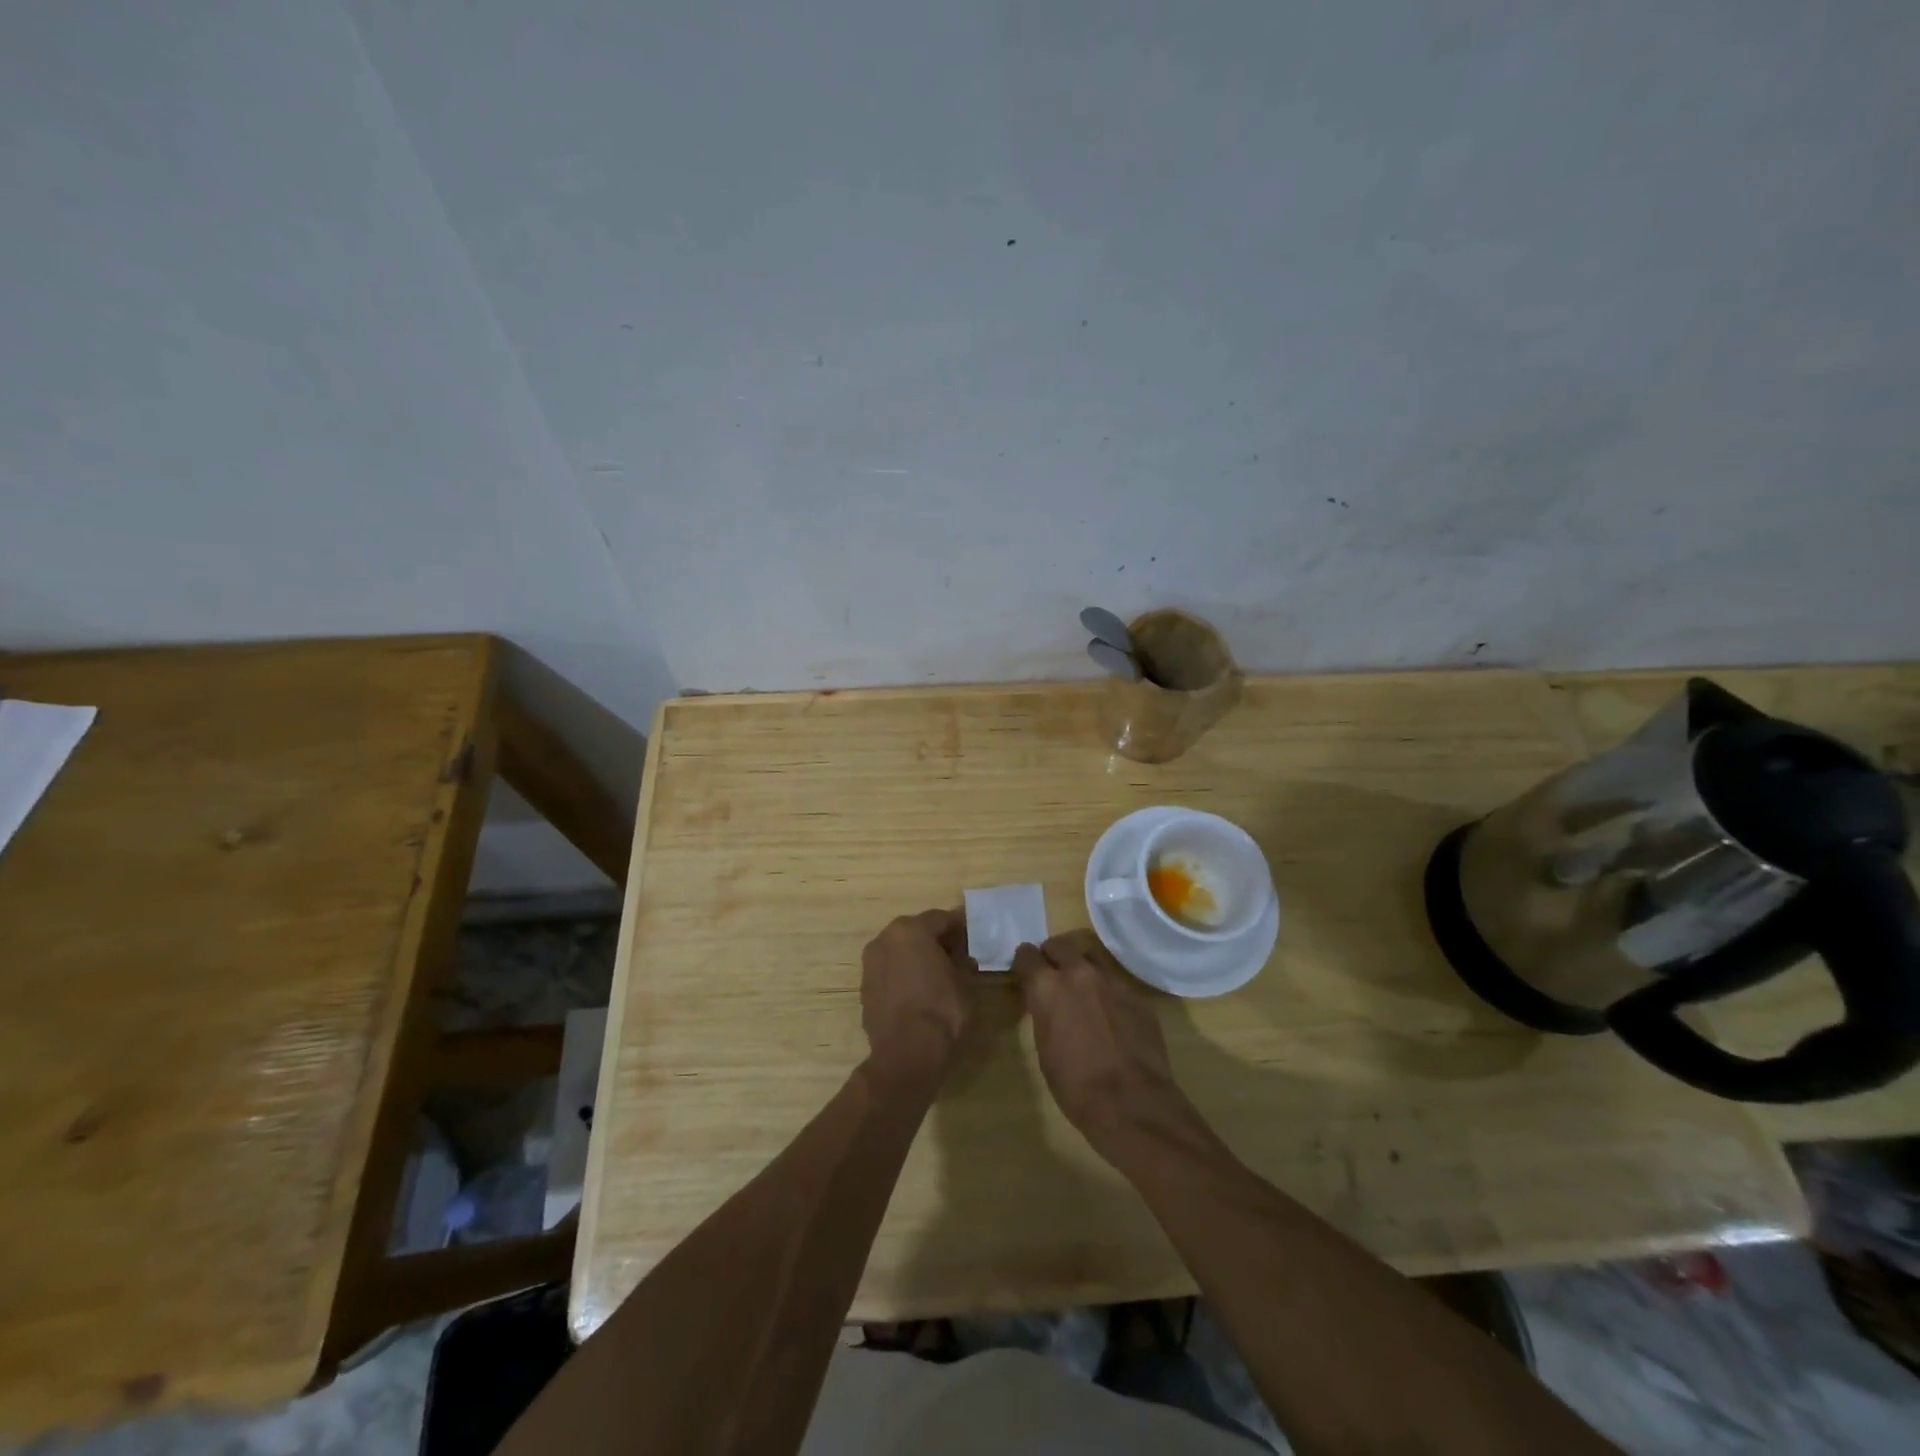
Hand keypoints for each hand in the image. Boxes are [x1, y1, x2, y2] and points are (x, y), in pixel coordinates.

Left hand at [861, 909, 977, 1085]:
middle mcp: (885, 939)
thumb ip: (964, 962)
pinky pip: (890, 971)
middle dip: (936, 939)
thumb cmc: (942, 1009)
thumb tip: (963, 958)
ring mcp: (870, 964)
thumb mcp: (965, 983)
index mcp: (911, 930)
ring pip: (900, 951)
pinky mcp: (865, 988)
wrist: (906, 1054)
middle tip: (957, 952)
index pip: (940, 918)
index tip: (972, 933)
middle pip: (916, 931)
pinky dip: (904, 974)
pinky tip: (920, 989)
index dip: (959, 926)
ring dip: (918, 957)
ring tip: (939, 972)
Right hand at [1012, 932, 1194, 1157]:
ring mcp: (1111, 981)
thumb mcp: (1044, 1049)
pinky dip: (1106, 990)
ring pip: (1090, 957)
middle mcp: (1078, 973)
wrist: (1131, 1102)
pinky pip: (1115, 982)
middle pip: (1060, 945)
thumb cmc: (1075, 1085)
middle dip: (1053, 956)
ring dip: (1081, 967)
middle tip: (1052, 976)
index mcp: (1047, 987)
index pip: (1027, 955)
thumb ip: (1044, 1014)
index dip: (1025, 964)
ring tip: (1082, 990)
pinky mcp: (1136, 994)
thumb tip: (1047, 1004)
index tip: (1025, 973)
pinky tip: (1109, 1014)